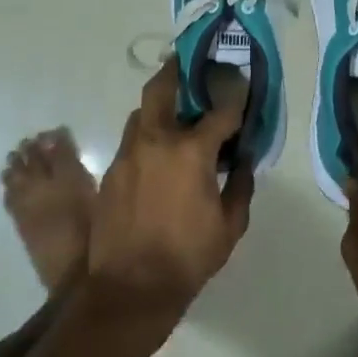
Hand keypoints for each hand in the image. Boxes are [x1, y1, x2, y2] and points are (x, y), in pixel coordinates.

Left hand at [86, 60, 254, 331]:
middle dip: (177, 70)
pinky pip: (131, 139)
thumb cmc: (187, 257)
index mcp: (191, 151)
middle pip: (162, 87)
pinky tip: (158, 153)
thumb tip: (246, 158)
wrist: (129, 290)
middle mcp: (156, 140)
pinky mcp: (111, 170)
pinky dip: (147, 136)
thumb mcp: (230, 225)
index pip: (220, 110)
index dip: (235, 94)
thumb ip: (242, 184)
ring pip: (141, 111)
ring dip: (160, 105)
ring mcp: (128, 153)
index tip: (243, 84)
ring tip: (176, 112)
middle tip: (190, 66)